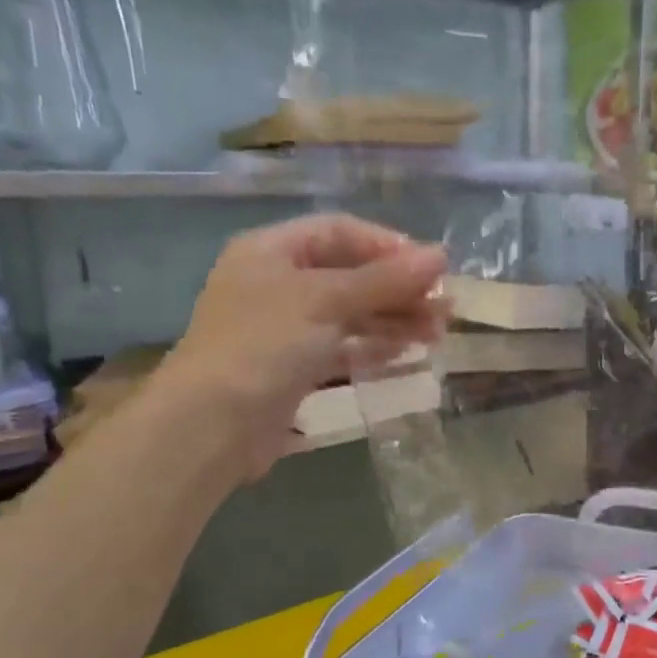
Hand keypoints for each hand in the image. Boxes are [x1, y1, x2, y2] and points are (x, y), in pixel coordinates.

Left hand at [159, 214, 448, 478]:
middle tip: (445, 308)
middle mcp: (277, 283)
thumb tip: (440, 256)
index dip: (388, 246)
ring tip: (437, 334)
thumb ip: (385, 279)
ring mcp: (285, 328)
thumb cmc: (264, 345)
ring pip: (350, 314)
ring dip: (394, 319)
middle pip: (350, 274)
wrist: (212, 425)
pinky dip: (374, 347)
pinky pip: (342, 347)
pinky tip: (407, 353)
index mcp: (272, 251)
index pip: (340, 232)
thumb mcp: (326, 301)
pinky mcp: (294, 368)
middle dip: (399, 289)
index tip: (431, 268)